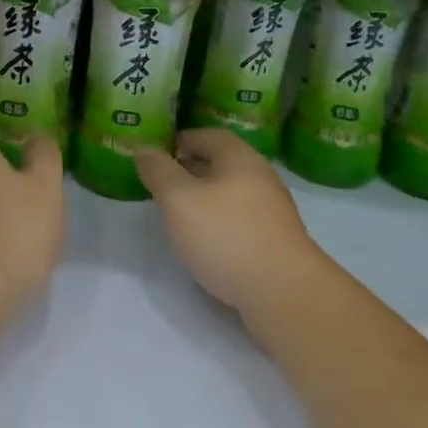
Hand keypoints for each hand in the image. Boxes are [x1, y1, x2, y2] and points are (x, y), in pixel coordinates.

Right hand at [135, 128, 327, 326]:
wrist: (283, 293)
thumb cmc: (226, 235)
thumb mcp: (178, 199)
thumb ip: (158, 171)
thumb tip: (144, 148)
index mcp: (239, 157)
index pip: (208, 135)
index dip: (181, 139)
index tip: (158, 153)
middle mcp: (261, 176)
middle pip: (222, 163)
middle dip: (191, 169)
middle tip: (163, 183)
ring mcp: (273, 211)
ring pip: (232, 193)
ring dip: (206, 197)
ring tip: (180, 214)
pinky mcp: (276, 241)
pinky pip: (241, 219)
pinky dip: (221, 222)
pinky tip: (206, 241)